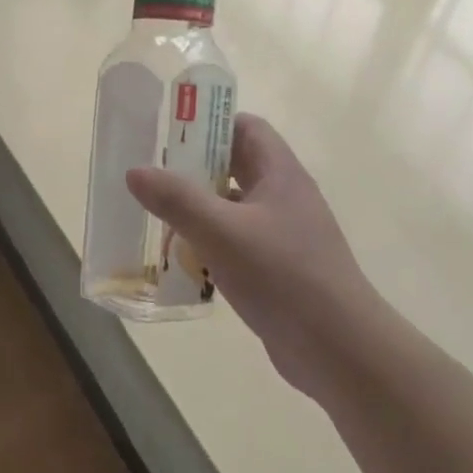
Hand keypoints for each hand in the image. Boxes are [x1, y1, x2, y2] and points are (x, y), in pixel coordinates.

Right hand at [126, 114, 389, 402]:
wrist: (338, 348)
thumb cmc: (282, 276)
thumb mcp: (221, 232)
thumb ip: (177, 200)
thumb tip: (135, 170)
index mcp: (281, 174)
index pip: (247, 128)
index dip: (211, 124)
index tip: (171, 133)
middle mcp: (285, 197)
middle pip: (237, 167)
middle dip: (196, 169)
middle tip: (154, 176)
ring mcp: (285, 235)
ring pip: (235, 208)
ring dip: (200, 209)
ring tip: (159, 217)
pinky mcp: (279, 268)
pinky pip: (238, 243)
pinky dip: (211, 244)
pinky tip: (184, 261)